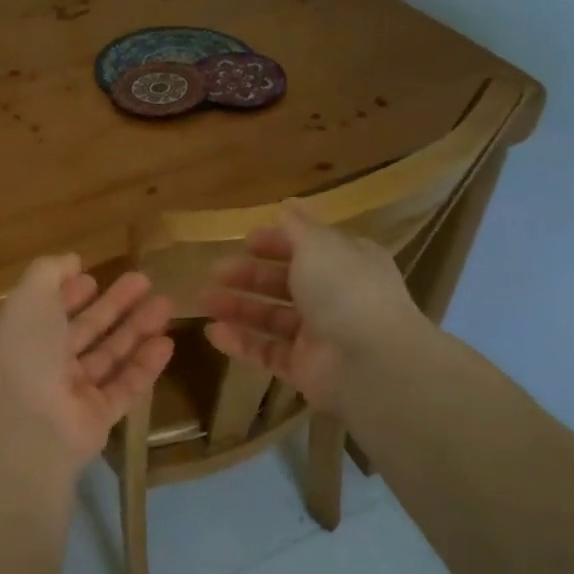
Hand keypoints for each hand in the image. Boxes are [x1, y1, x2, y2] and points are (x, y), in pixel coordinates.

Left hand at [0, 256, 174, 478]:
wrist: (29, 429)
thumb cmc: (27, 354)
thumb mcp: (30, 299)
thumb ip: (49, 273)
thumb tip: (71, 260)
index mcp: (23, 336)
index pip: (49, 310)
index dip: (70, 293)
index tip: (94, 276)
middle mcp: (46, 364)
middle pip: (86, 330)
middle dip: (114, 305)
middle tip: (146, 281)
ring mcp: (73, 393)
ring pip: (110, 355)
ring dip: (136, 330)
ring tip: (167, 305)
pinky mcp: (98, 417)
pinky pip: (125, 386)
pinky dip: (145, 365)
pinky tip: (167, 343)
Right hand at [203, 202, 427, 413]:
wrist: (369, 363)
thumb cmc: (344, 291)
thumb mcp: (319, 245)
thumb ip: (297, 227)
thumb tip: (287, 204)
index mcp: (346, 263)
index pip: (309, 248)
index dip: (277, 243)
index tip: (245, 241)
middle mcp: (334, 298)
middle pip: (285, 283)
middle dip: (249, 276)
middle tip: (215, 271)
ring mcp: (318, 335)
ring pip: (271, 318)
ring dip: (238, 307)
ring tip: (204, 300)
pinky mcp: (302, 368)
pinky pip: (266, 352)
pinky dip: (240, 342)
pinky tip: (213, 332)